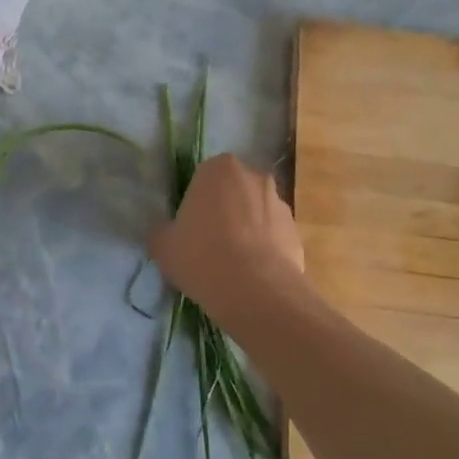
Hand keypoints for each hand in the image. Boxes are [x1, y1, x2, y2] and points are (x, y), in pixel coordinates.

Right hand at [149, 154, 305, 324]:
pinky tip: (252, 275)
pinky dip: (264, 250)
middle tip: (210, 244)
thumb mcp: (163, 245)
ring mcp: (280, 203)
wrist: (254, 289)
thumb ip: (162, 230)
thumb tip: (166, 231)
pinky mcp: (297, 232)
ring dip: (247, 230)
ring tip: (233, 265)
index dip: (196, 203)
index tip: (190, 228)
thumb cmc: (201, 256)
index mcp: (219, 168)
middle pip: (234, 192)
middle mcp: (254, 176)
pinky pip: (273, 237)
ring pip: (256, 213)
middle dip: (225, 212)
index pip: (203, 178)